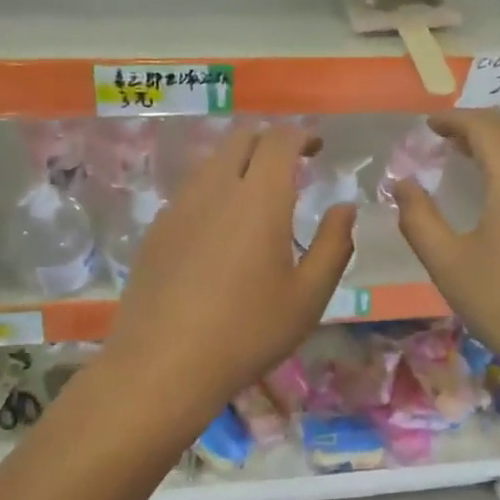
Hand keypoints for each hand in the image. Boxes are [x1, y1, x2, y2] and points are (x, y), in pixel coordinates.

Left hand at [100, 125, 354, 423]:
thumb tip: (344, 208)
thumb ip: (334, 245)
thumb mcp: (308, 297)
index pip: (279, 139)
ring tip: (256, 196)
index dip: (301, 134)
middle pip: (239, 138)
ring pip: (210, 163)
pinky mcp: (155, 231)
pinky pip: (189, 192)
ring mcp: (178, 207)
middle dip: (268, 140)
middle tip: (290, 165)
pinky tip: (218, 230)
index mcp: (259, 198)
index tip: (316, 147)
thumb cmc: (248, 332)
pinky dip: (212, 192)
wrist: (164, 364)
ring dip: (238, 164)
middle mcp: (214, 189)